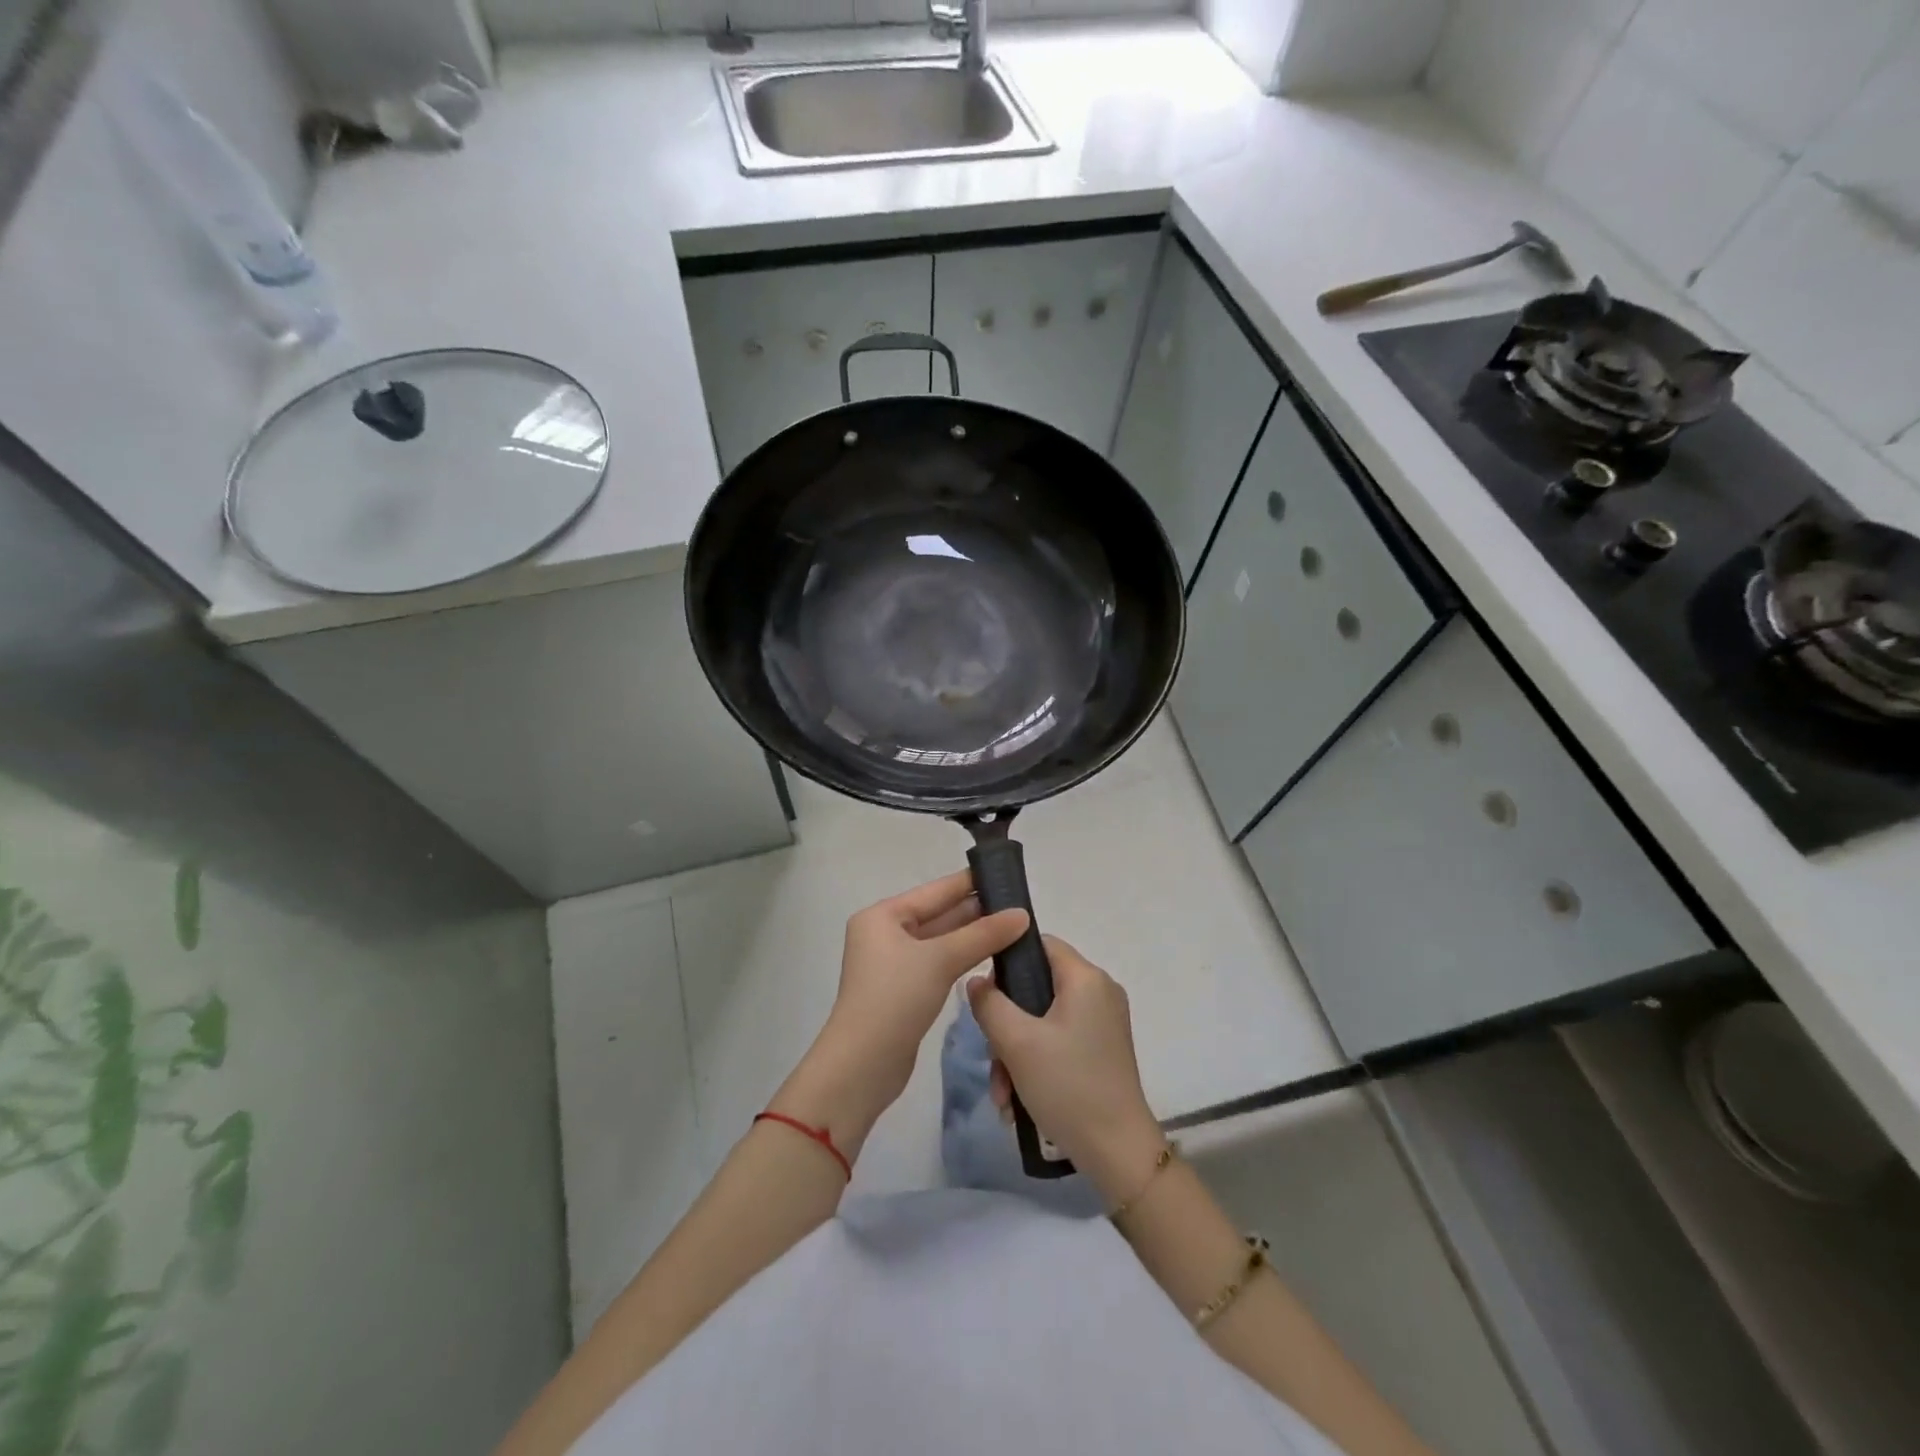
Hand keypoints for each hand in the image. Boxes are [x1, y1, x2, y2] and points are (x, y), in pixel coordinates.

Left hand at [771, 872, 1028, 1160]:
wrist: (862, 1066)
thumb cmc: (895, 999)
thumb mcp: (940, 960)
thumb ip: (982, 935)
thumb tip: (1022, 914)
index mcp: (883, 916)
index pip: (935, 890)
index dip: (970, 882)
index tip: (1007, 875)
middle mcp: (885, 934)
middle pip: (938, 915)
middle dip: (976, 911)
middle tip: (1019, 905)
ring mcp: (893, 964)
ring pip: (940, 941)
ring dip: (973, 936)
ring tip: (1015, 927)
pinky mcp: (904, 991)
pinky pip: (938, 964)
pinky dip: (963, 958)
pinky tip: (992, 955)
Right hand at [966, 935, 1166, 1202]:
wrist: (1118, 1152)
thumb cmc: (1068, 1086)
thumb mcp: (1016, 1042)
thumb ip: (989, 1003)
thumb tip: (976, 981)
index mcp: (1086, 978)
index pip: (1039, 944)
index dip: (1007, 961)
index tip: (985, 995)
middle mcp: (1099, 992)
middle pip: (1037, 987)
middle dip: (1006, 1025)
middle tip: (992, 1059)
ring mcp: (1102, 1023)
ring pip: (1042, 1020)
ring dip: (1015, 1052)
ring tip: (1003, 1094)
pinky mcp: (1101, 1050)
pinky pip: (1058, 1041)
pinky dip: (1035, 1064)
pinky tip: (1018, 1101)